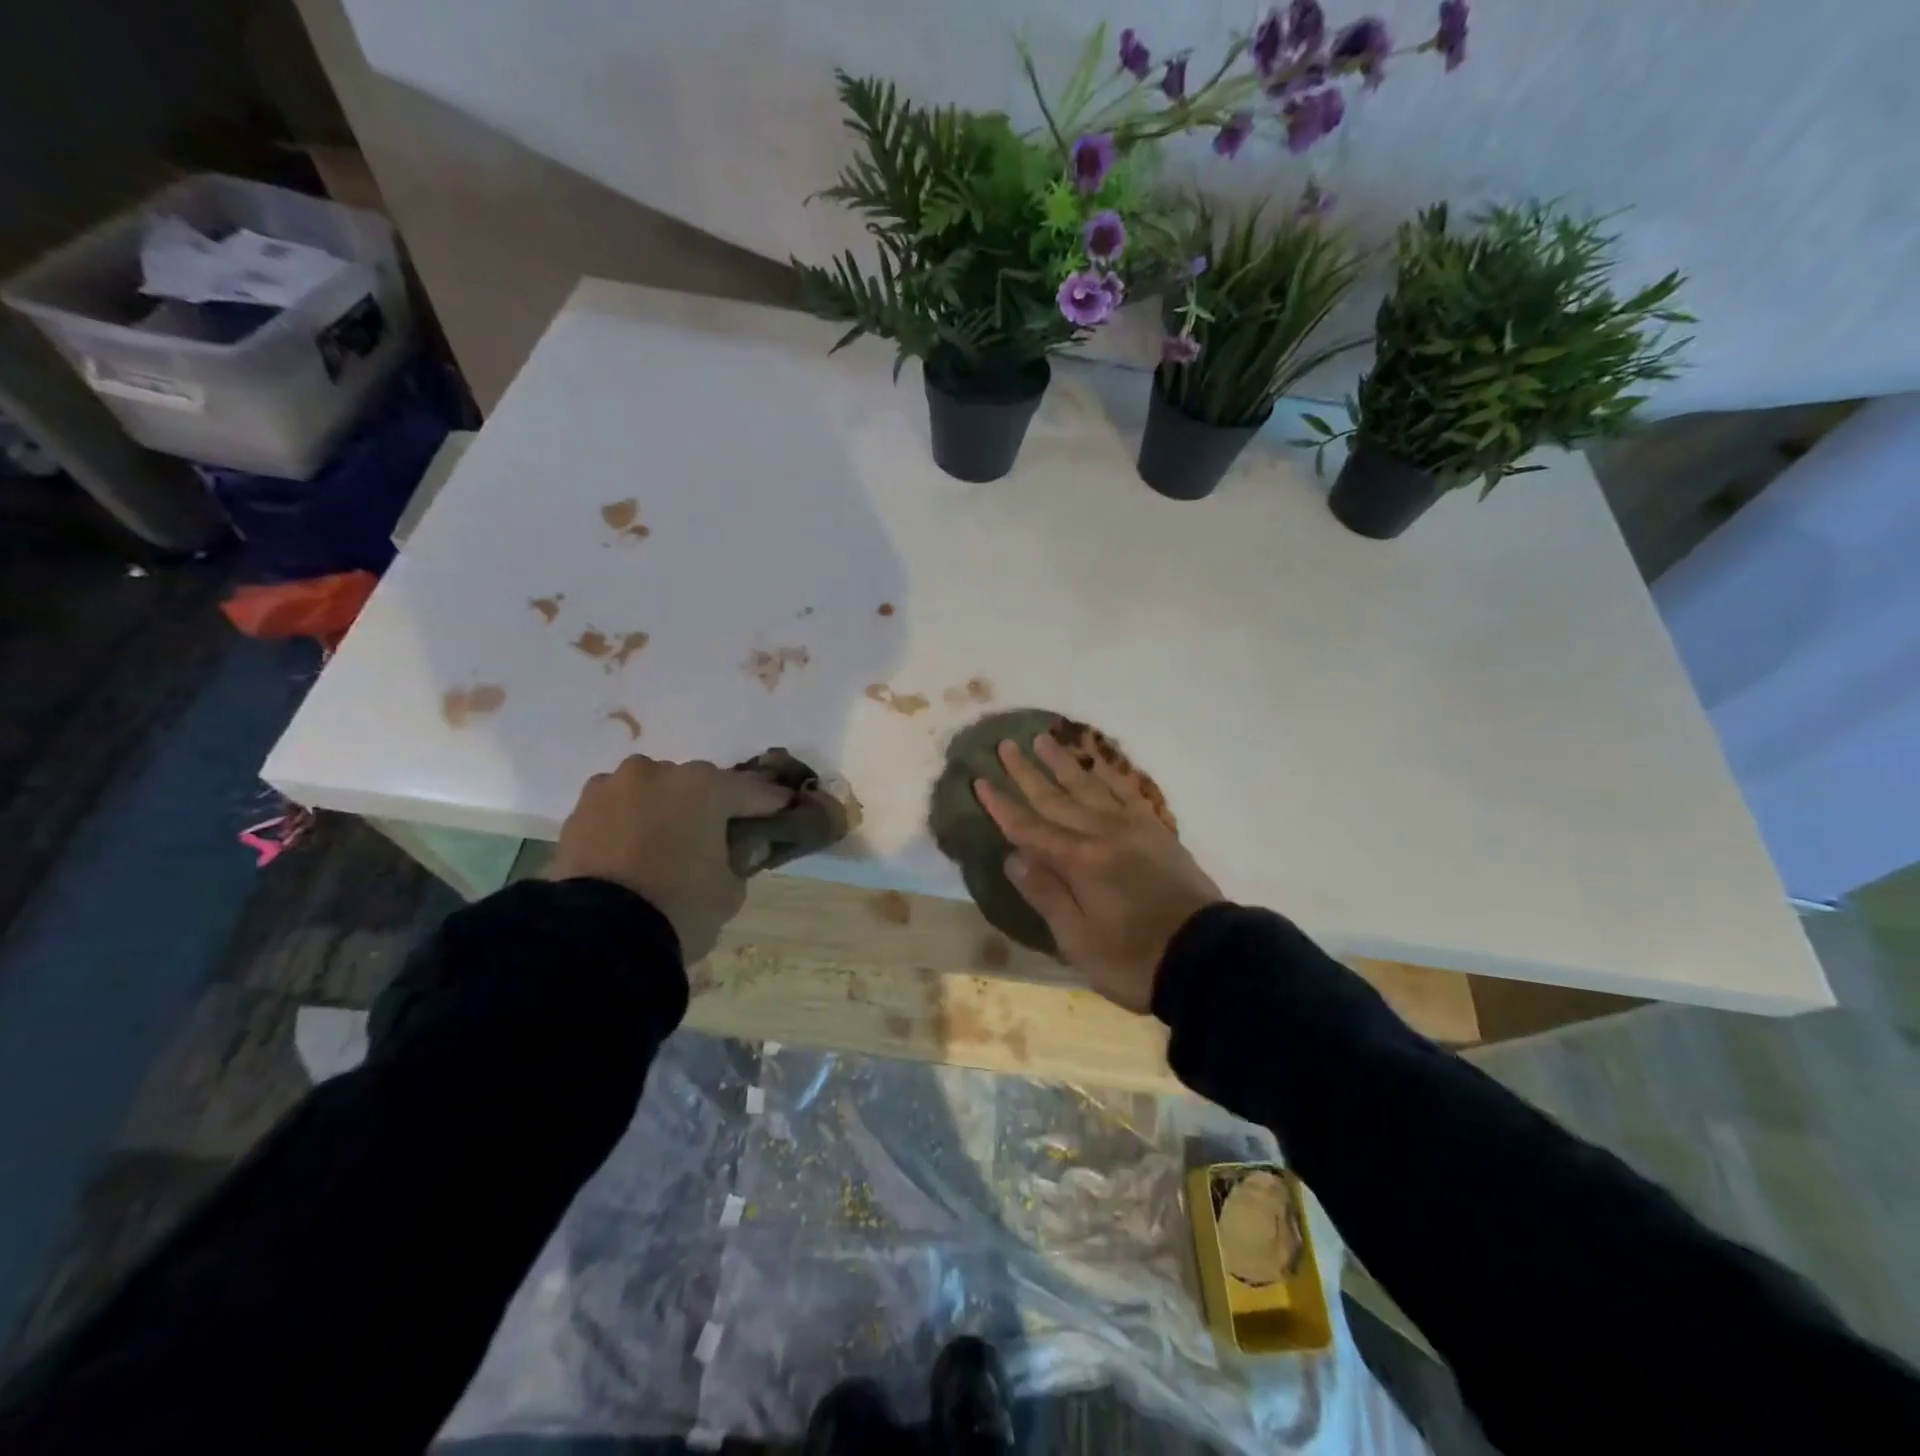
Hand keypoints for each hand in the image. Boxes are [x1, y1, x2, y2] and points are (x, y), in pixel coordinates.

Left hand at [549, 755, 789, 961]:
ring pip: (654, 790)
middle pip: (699, 785)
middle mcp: (660, 773)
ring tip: (669, 840)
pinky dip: (630, 821)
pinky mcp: (580, 809)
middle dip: (712, 805)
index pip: (752, 791)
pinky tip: (634, 847)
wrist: (597, 937)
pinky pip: (619, 808)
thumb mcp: (731, 890)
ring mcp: (615, 786)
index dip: (772, 803)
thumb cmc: (680, 907)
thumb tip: (736, 849)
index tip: (786, 808)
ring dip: (666, 808)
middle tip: (721, 831)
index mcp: (706, 786)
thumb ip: (739, 859)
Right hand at [973, 735, 1222, 1013]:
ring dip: (1063, 763)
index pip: (1030, 828)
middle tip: (1006, 746)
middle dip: (1027, 773)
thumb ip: (1046, 894)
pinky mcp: (1156, 831)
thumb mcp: (1078, 940)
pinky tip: (1096, 762)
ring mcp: (1133, 828)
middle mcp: (1103, 834)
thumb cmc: (1134, 960)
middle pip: (1056, 798)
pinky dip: (1107, 774)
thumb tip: (1014, 857)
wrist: (1207, 959)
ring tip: (1043, 739)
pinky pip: (1126, 792)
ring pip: (1089, 786)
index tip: (981, 781)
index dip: (1002, 806)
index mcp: (1080, 863)